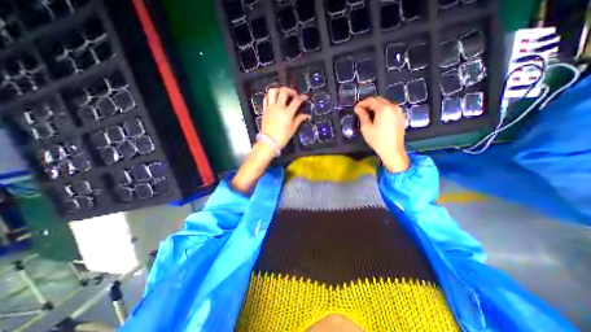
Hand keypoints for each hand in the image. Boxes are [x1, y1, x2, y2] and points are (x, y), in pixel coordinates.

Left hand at [261, 87, 309, 147]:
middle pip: (284, 91)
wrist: (269, 142)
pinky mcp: (265, 110)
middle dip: (291, 91)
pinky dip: (271, 96)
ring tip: (283, 94)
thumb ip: (299, 119)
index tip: (305, 97)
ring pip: (273, 91)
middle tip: (294, 96)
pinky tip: (274, 99)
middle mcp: (278, 107)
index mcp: (287, 113)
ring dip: (279, 90)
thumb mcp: (293, 129)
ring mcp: (270, 107)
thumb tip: (307, 115)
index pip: (296, 101)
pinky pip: (266, 98)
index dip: (302, 97)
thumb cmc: (282, 137)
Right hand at [353, 97, 409, 171]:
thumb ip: (362, 116)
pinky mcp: (401, 117)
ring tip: (368, 115)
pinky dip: (383, 111)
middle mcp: (393, 107)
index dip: (362, 103)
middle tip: (361, 111)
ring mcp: (399, 112)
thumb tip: (358, 109)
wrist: (393, 150)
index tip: (356, 109)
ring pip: (385, 104)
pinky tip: (377, 118)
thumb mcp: (366, 128)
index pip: (371, 100)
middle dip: (369, 104)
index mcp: (384, 108)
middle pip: (379, 100)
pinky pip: (390, 109)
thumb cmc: (377, 140)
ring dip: (376, 107)